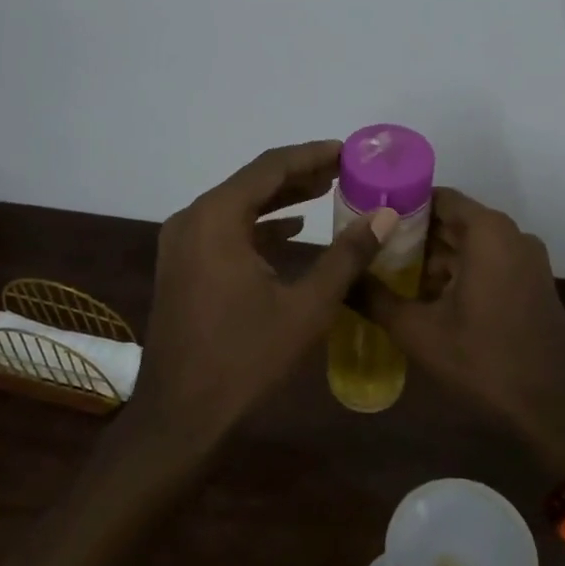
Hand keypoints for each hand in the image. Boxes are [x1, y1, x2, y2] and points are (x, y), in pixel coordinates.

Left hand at [137, 140, 395, 440]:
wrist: (181, 414)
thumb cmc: (245, 358)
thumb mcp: (306, 306)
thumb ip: (346, 255)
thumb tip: (384, 215)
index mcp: (217, 217)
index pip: (270, 167)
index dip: (313, 155)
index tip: (349, 151)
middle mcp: (192, 218)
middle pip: (252, 182)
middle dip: (299, 174)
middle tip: (345, 170)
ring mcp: (181, 242)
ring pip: (238, 205)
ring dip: (280, 198)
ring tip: (326, 190)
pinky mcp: (182, 265)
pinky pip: (225, 229)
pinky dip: (259, 225)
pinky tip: (291, 231)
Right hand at [361, 187, 564, 472]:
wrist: (552, 409)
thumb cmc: (483, 361)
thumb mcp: (418, 331)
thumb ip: (375, 299)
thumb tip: (339, 280)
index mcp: (488, 232)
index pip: (438, 198)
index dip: (401, 205)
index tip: (368, 219)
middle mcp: (512, 235)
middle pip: (453, 221)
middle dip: (413, 235)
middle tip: (371, 250)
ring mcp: (527, 260)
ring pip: (470, 245)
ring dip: (435, 258)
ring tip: (391, 275)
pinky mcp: (532, 284)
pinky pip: (488, 263)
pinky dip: (459, 272)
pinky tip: (427, 297)